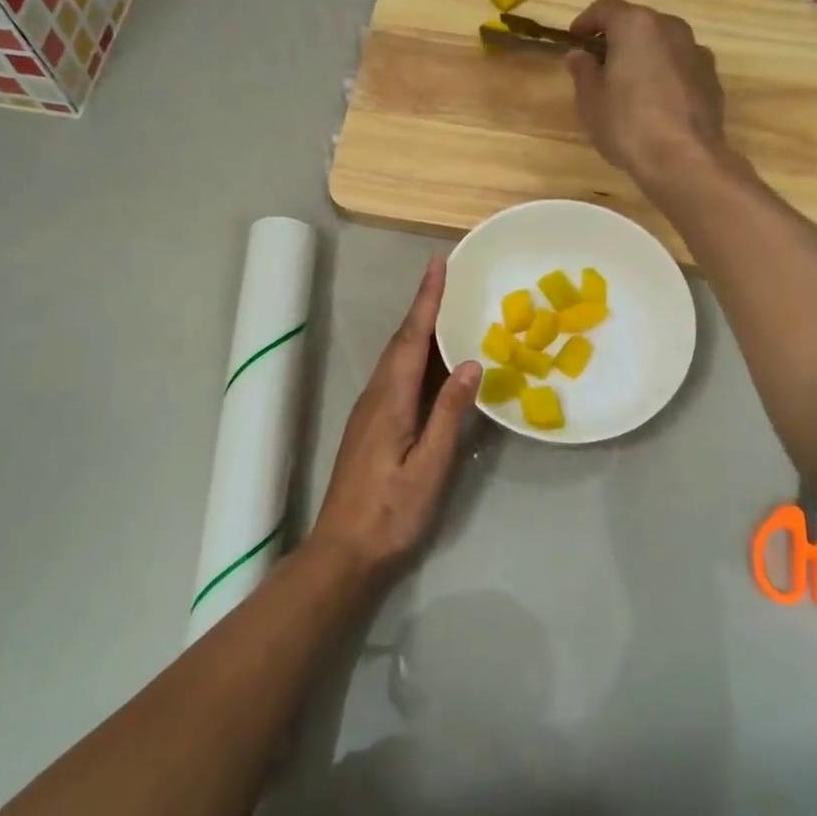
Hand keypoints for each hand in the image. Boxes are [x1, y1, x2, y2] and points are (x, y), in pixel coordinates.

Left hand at [304, 256, 480, 580]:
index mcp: (390, 400)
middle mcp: (376, 397)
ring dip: (419, 331)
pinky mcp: (371, 427)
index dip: (426, 300)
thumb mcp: (430, 465)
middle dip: (423, 307)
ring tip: (445, 311)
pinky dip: (415, 358)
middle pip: (402, 342)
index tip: (438, 264)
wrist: (345, 551)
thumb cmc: (391, 512)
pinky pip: (396, 378)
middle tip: (447, 278)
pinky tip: (432, 366)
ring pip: (397, 359)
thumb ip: (449, 413)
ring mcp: (370, 412)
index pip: (412, 338)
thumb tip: (472, 363)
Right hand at [566, 0, 726, 182]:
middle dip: (617, 39)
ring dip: (644, 56)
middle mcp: (671, 28)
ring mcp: (696, 51)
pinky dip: (664, 74)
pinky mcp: (711, 78)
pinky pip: (680, 66)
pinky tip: (655, 103)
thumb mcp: (591, 101)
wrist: (684, 159)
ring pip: (663, 44)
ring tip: (628, 86)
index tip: (574, 40)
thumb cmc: (627, 125)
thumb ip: (583, 71)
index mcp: (636, 26)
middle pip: (638, 23)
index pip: (606, 8)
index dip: (586, 21)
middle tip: (599, 64)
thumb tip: (579, 55)